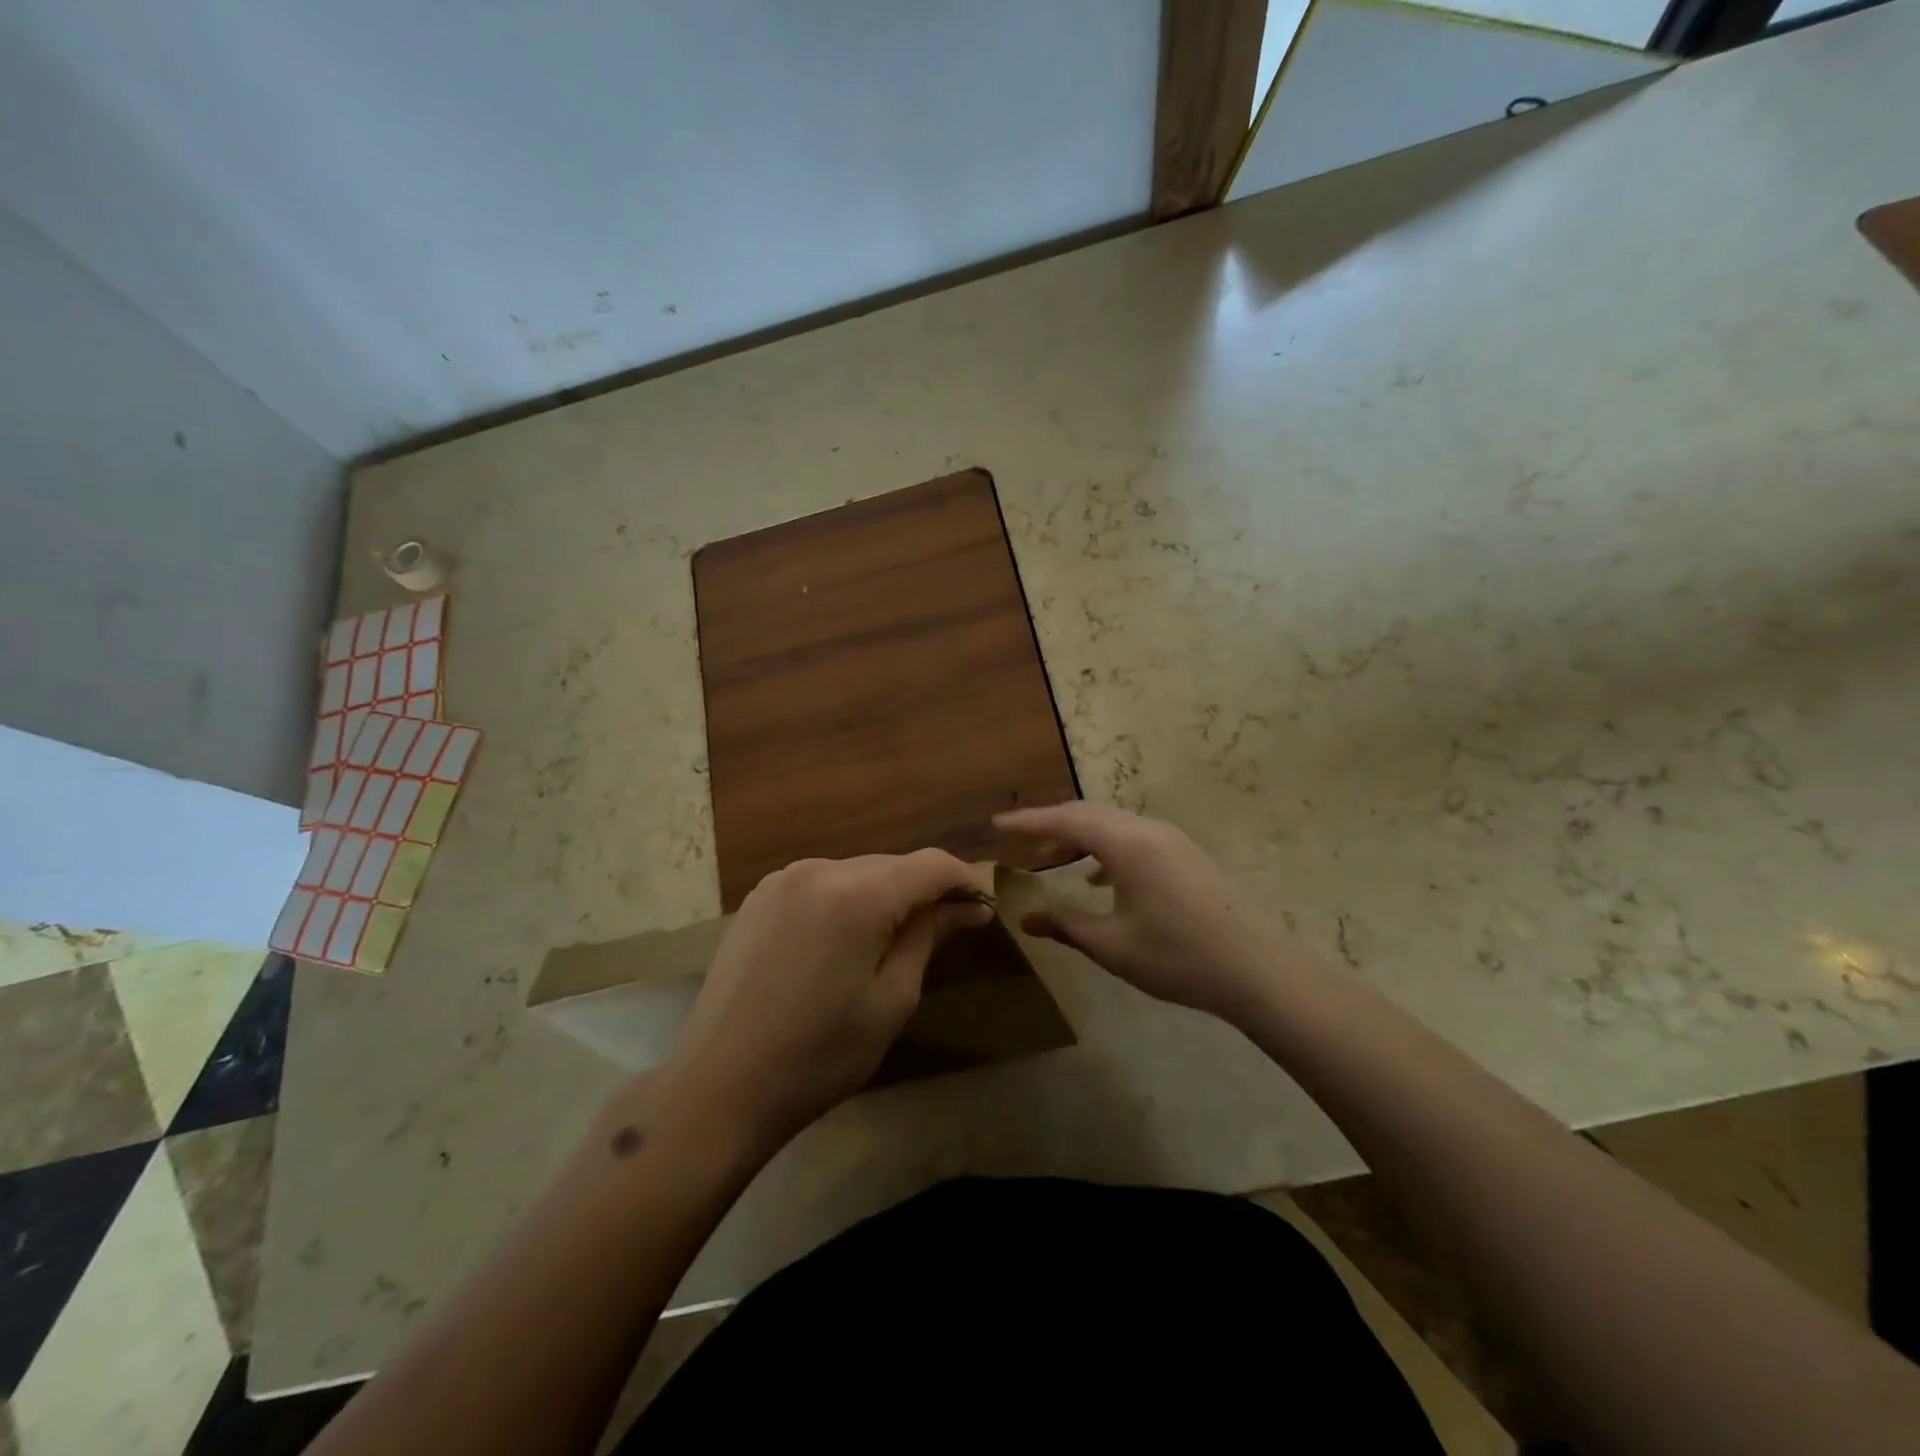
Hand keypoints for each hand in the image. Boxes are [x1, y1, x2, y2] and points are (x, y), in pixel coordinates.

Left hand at [651, 850, 991, 1154]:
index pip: (930, 865)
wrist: (719, 1086)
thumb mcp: (890, 1000)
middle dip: (925, 889)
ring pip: (857, 871)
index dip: (964, 880)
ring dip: (886, 894)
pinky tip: (847, 939)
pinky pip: (822, 882)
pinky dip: (848, 899)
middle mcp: (819, 869)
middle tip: (951, 928)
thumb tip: (968, 909)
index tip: (984, 908)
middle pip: (893, 864)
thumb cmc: (819, 1055)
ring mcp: (783, 879)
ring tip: (898, 938)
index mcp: (856, 894)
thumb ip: (928, 938)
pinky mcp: (759, 896)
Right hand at [994, 802, 1291, 1023]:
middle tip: (1020, 840)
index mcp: (1127, 843)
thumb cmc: (1176, 955)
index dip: (1028, 821)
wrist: (1255, 969)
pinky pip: (1133, 838)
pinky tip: (1098, 878)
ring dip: (1080, 836)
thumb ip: (1065, 925)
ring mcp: (1171, 840)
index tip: (996, 824)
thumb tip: (1026, 919)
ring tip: (1053, 859)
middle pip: (1090, 813)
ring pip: (1113, 824)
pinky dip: (1106, 848)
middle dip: (1052, 824)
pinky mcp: (1185, 855)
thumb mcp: (1111, 945)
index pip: (1066, 820)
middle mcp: (1148, 830)